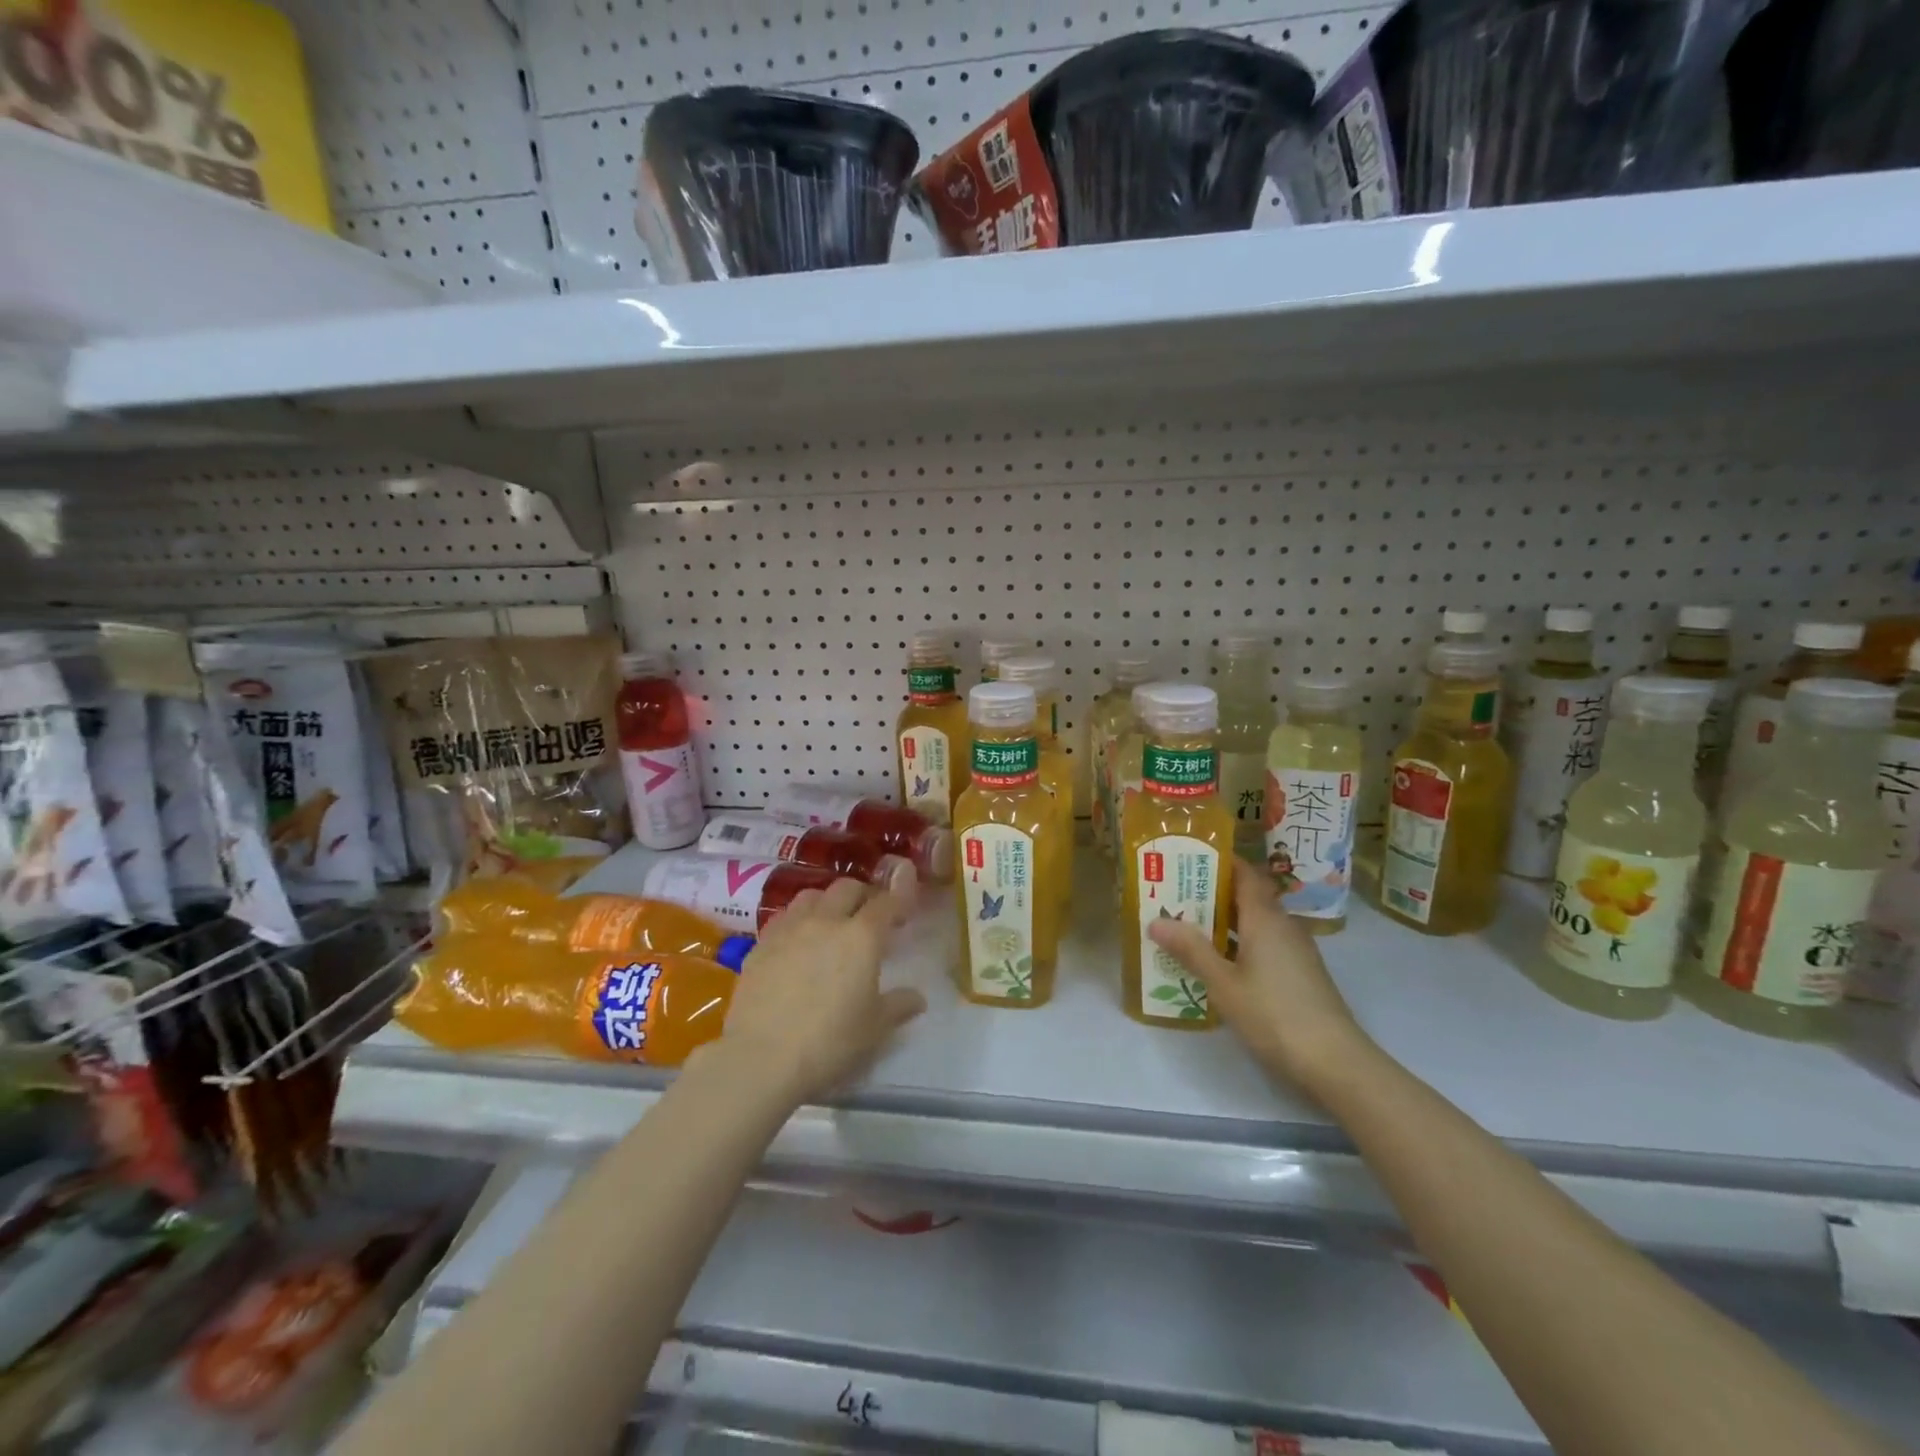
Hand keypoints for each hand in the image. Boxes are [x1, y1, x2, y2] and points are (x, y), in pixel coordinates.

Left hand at [714, 878, 924, 1105]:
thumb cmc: (829, 1042)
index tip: (904, 905)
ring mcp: (789, 929)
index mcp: (862, 937)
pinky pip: (784, 917)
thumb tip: (918, 998)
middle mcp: (826, 921)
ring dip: (827, 902)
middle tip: (869, 917)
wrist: (761, 1058)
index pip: (887, 903)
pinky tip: (797, 942)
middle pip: (847, 888)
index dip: (899, 898)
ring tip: (830, 923)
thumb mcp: (874, 1028)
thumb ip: (898, 1005)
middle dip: (863, 895)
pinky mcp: (760, 944)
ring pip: (811, 895)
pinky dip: (797, 920)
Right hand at [1147, 858, 1373, 1099]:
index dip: (1220, 862)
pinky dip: (1238, 943)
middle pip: (1247, 897)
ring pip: (1255, 923)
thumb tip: (1156, 920)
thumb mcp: (1223, 983)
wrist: (1335, 1062)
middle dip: (1212, 892)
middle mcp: (1282, 926)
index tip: (1188, 858)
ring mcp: (1294, 951)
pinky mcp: (1298, 974)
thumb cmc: (1274, 1014)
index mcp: (1265, 918)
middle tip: (1174, 893)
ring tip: (1185, 925)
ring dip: (1223, 921)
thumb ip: (1191, 949)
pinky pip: (1263, 944)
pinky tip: (1215, 962)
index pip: (1245, 873)